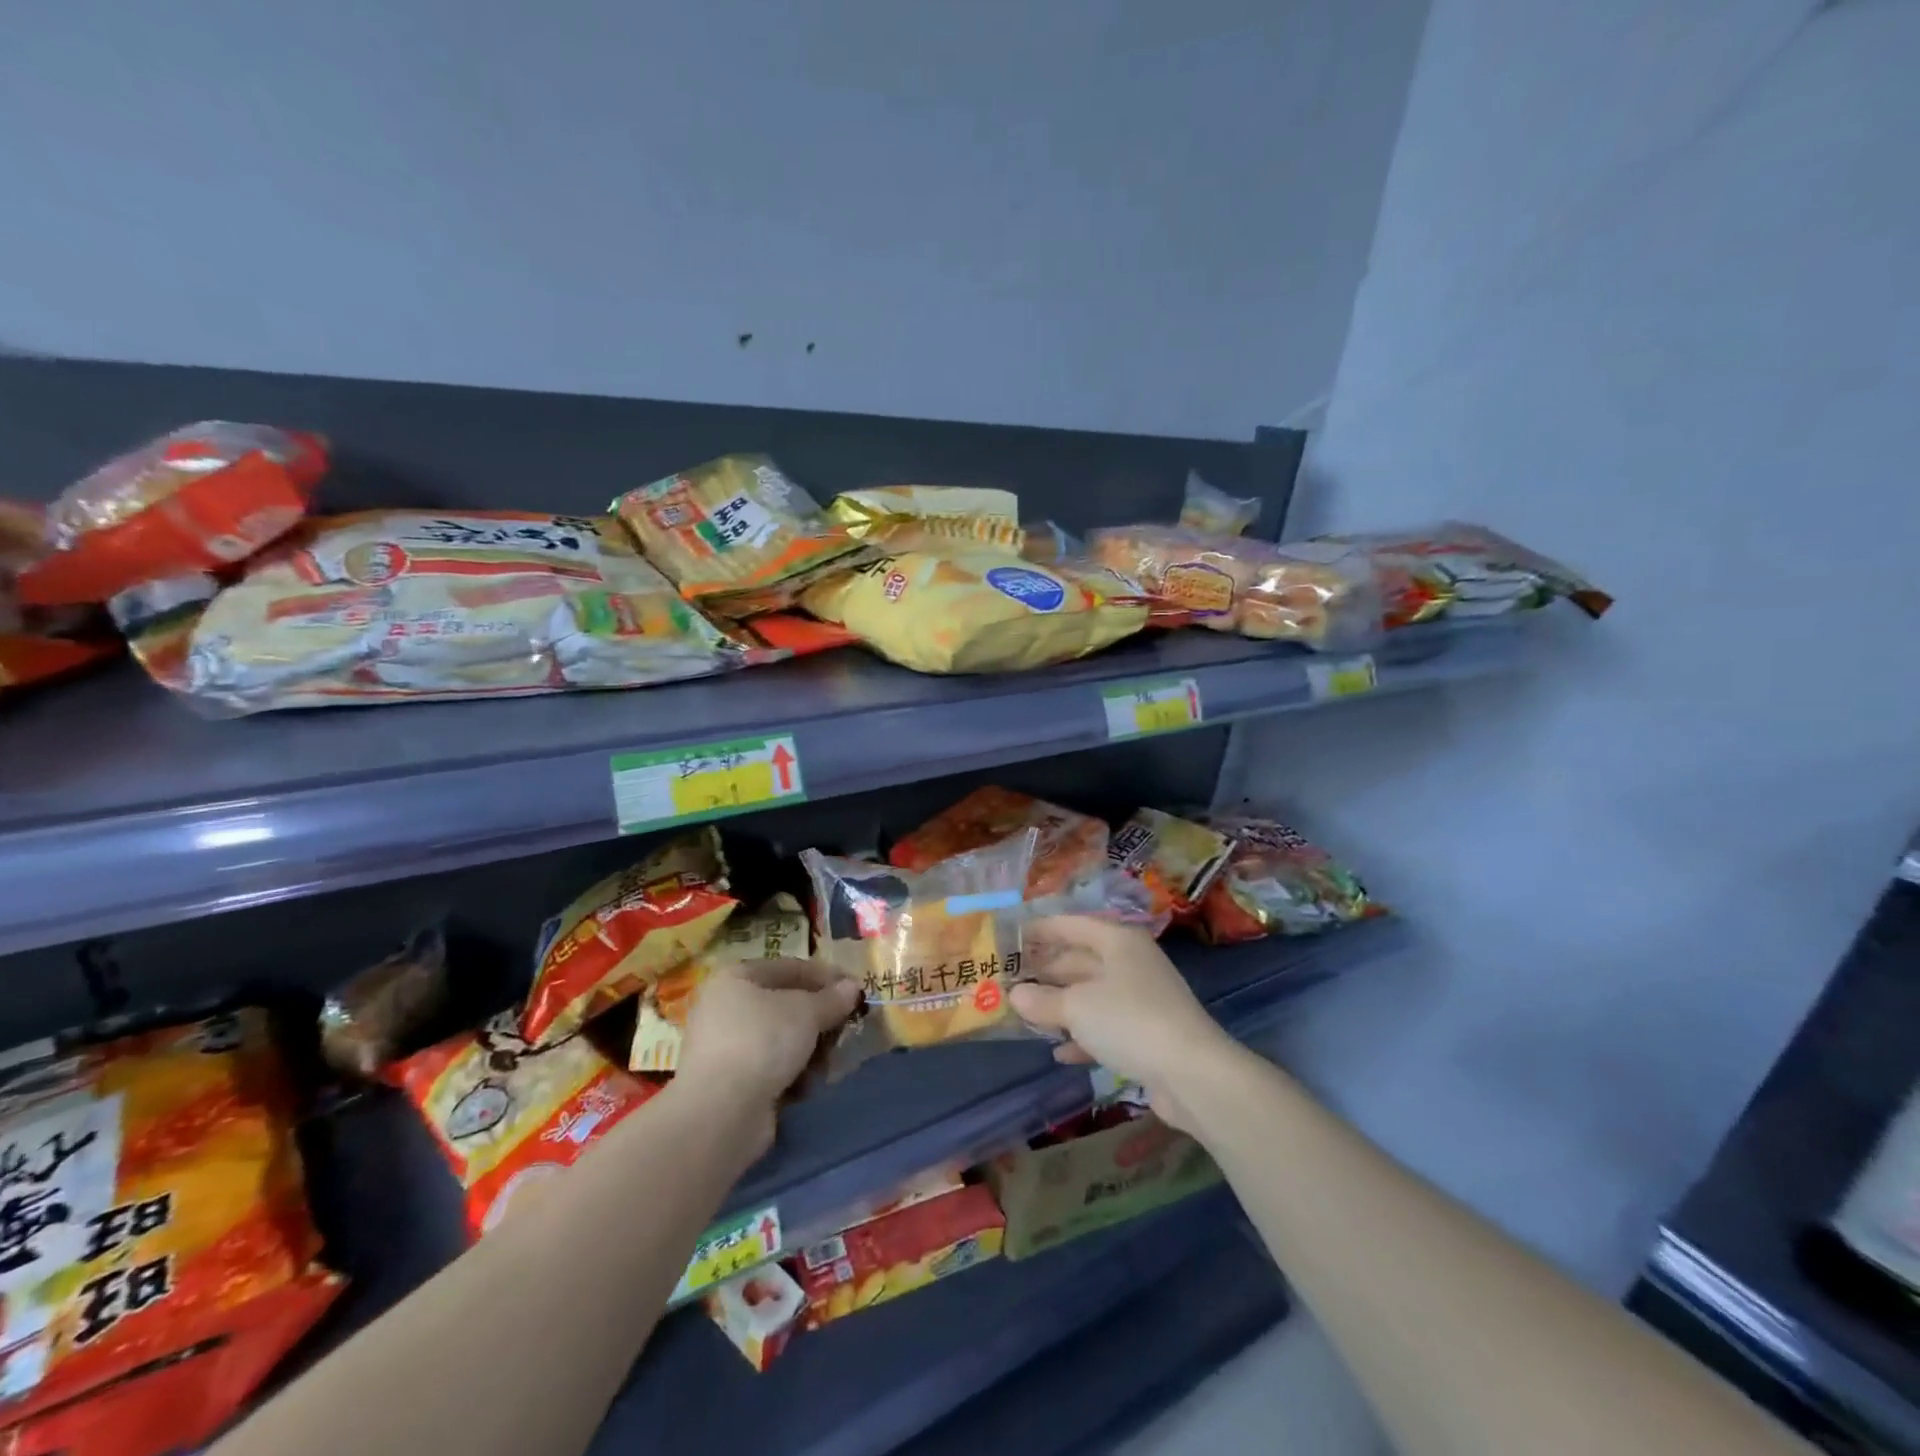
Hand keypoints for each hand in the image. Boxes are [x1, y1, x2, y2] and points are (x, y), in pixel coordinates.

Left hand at [676, 959, 861, 1150]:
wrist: (721, 1113)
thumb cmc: (763, 1041)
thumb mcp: (807, 1011)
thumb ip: (833, 998)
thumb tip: (852, 987)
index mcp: (737, 977)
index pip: (791, 968)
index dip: (827, 976)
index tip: (856, 990)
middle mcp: (726, 1007)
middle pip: (787, 1005)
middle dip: (820, 1020)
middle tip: (847, 1029)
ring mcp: (726, 1047)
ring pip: (783, 1040)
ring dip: (810, 1051)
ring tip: (826, 1064)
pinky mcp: (731, 1083)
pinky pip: (772, 1069)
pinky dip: (792, 1075)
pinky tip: (806, 1087)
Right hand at [1010, 916, 1231, 1131]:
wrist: (1192, 1074)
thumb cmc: (1130, 1021)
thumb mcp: (1078, 1007)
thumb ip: (1043, 1000)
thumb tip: (1015, 994)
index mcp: (1118, 942)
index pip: (1072, 925)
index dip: (1041, 929)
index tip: (1010, 937)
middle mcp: (1131, 963)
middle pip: (1080, 960)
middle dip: (1046, 972)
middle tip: (1009, 982)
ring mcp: (1141, 999)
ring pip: (1091, 995)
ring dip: (1060, 1006)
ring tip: (1025, 1015)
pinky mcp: (1147, 1034)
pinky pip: (1105, 1027)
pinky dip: (1082, 1036)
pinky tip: (1059, 1053)